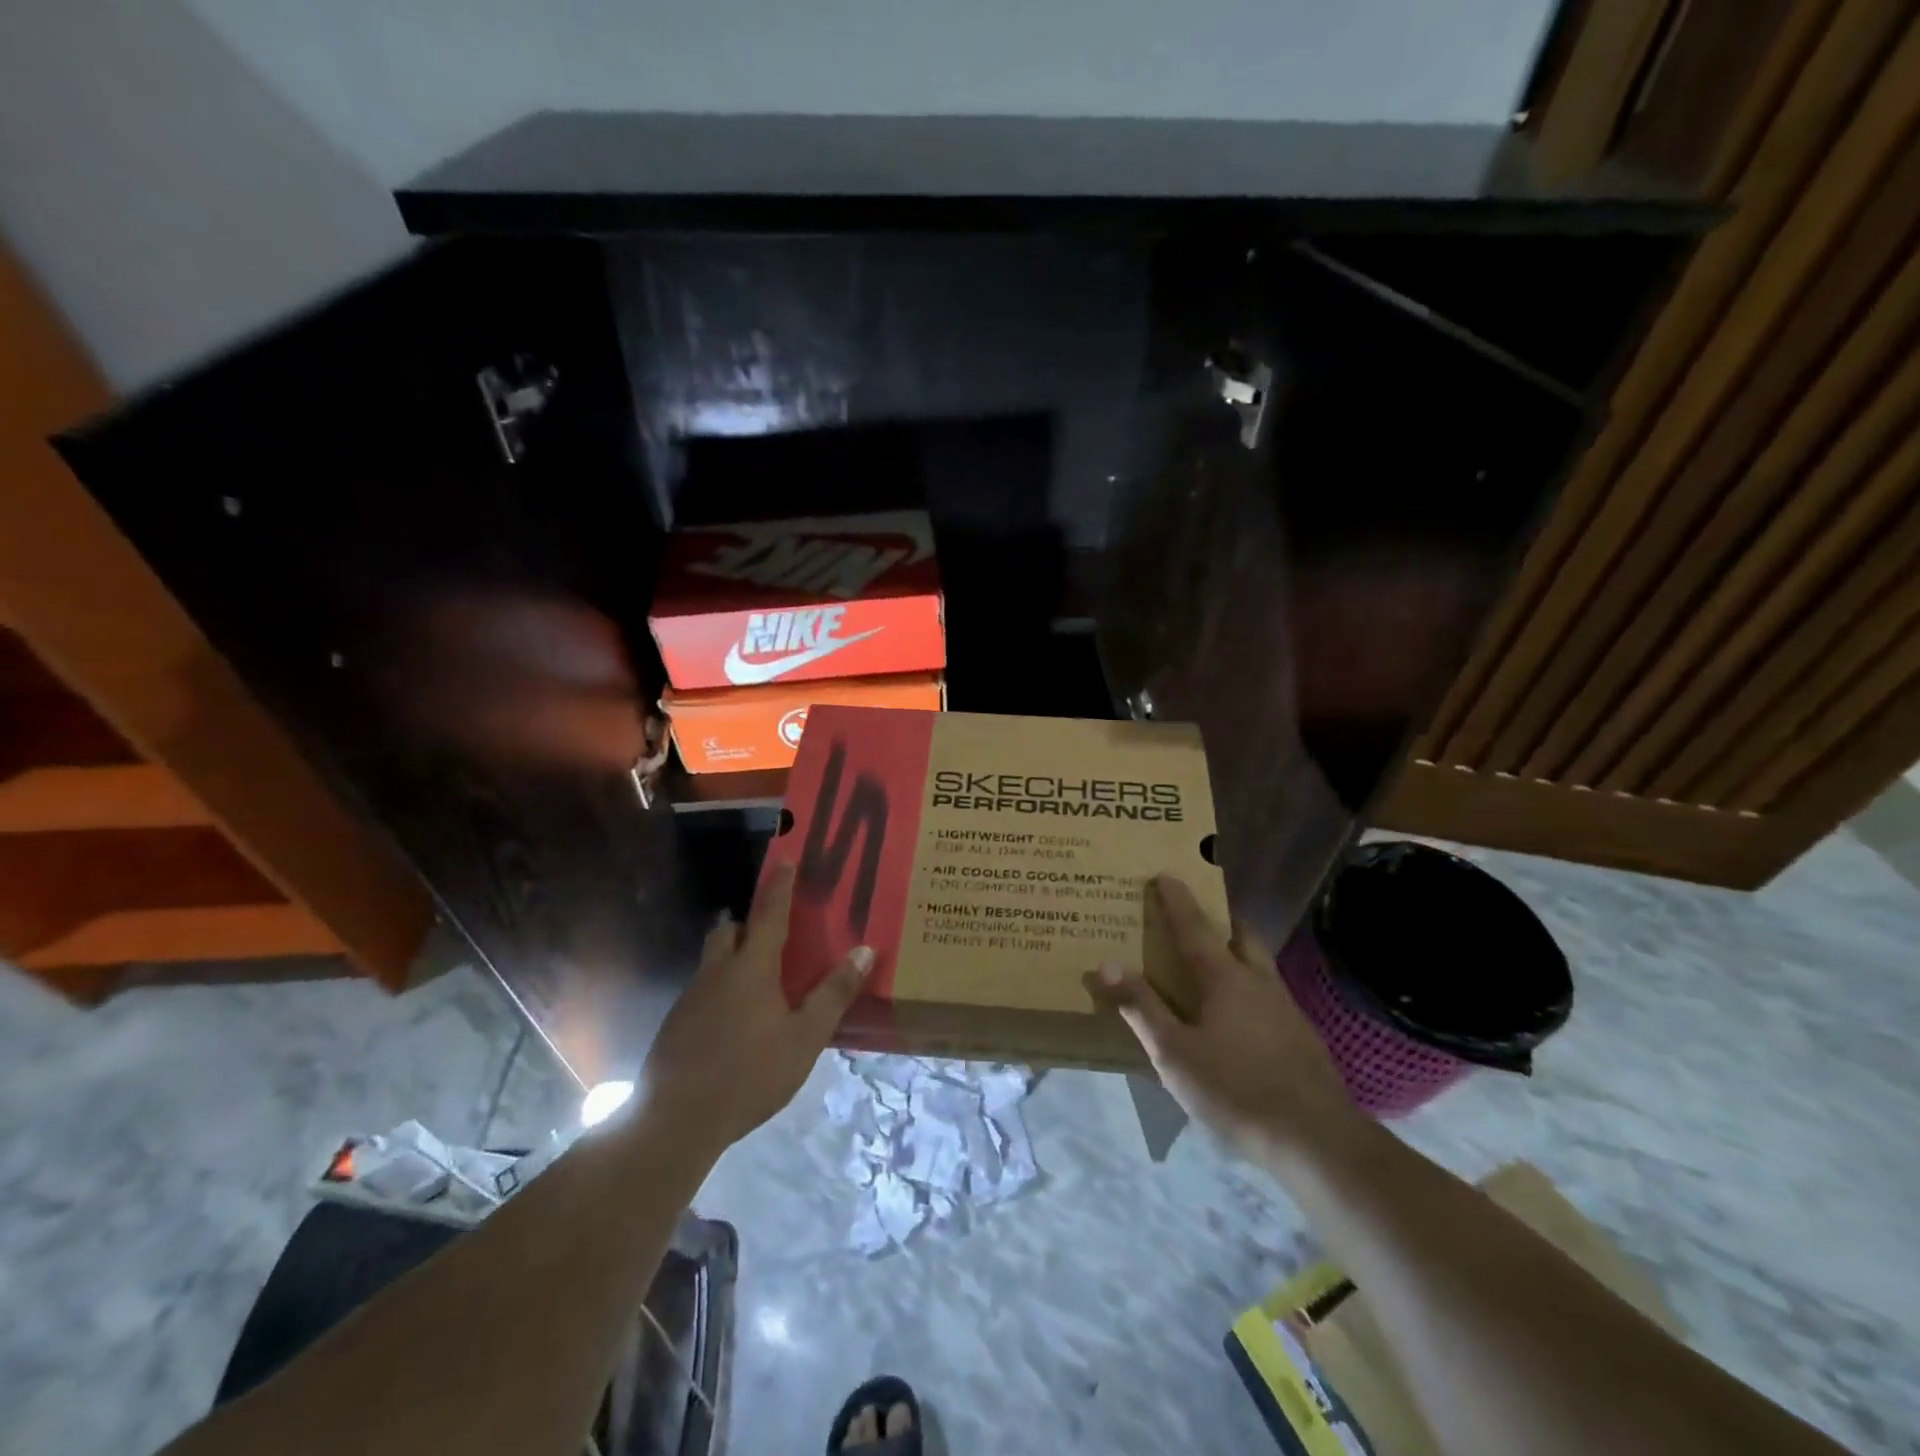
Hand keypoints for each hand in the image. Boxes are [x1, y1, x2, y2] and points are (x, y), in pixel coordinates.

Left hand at [640, 864, 873, 1149]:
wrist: (676, 1120)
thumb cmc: (750, 1073)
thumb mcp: (805, 1036)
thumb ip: (834, 993)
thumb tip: (865, 949)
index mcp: (751, 967)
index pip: (769, 914)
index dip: (780, 886)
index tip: (786, 859)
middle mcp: (717, 972)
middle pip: (729, 931)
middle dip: (747, 924)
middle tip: (769, 933)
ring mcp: (691, 999)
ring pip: (712, 962)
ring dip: (732, 958)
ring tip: (756, 982)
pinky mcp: (675, 1026)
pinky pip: (702, 992)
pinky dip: (720, 991)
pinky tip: (733, 1023)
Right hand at [1086, 875, 1360, 1161]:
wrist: (1316, 1139)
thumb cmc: (1235, 1088)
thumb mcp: (1174, 1053)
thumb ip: (1141, 1007)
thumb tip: (1105, 963)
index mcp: (1224, 977)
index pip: (1194, 926)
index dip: (1177, 899)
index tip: (1165, 873)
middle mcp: (1258, 981)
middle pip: (1240, 935)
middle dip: (1219, 919)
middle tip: (1197, 917)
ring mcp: (1285, 1007)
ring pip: (1258, 964)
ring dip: (1237, 951)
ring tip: (1215, 965)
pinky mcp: (1301, 1036)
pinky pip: (1268, 993)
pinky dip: (1248, 987)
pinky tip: (1240, 1017)